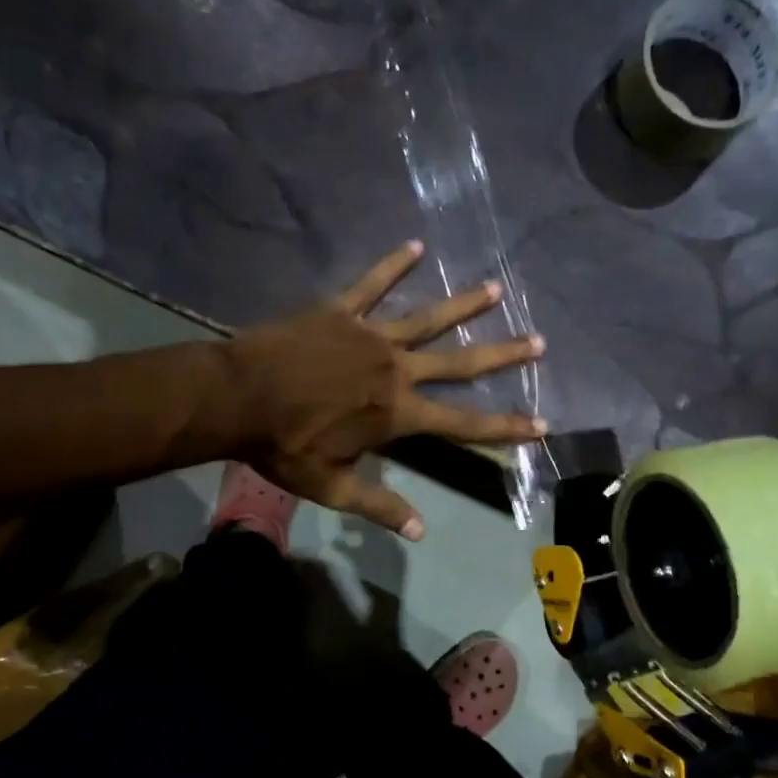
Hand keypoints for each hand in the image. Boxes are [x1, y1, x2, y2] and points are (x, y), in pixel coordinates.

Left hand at [223, 240, 544, 539]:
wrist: (236, 398)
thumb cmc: (284, 446)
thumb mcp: (332, 486)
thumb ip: (380, 504)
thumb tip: (420, 531)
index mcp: (397, 413)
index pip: (464, 423)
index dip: (506, 426)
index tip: (542, 422)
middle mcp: (396, 369)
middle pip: (459, 363)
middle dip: (502, 354)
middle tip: (538, 341)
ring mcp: (370, 336)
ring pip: (427, 318)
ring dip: (463, 304)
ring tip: (495, 289)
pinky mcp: (341, 313)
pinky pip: (372, 285)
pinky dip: (393, 266)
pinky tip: (416, 245)